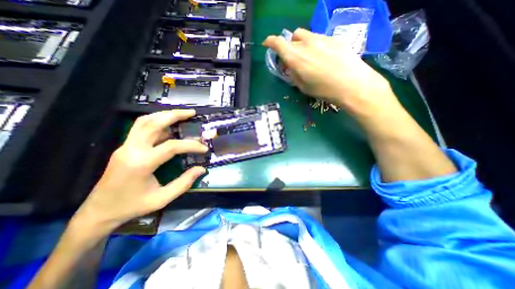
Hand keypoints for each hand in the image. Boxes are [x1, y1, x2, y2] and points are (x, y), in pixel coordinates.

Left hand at [75, 109, 206, 233]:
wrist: (98, 212)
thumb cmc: (132, 206)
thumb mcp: (162, 199)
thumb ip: (184, 183)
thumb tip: (201, 169)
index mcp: (142, 163)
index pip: (172, 146)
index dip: (191, 145)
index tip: (204, 149)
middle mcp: (131, 149)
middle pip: (153, 123)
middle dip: (175, 115)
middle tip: (191, 113)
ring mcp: (125, 146)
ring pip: (144, 121)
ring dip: (164, 115)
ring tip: (181, 114)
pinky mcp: (125, 147)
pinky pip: (140, 128)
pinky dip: (156, 122)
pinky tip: (168, 125)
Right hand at [263, 27, 399, 118]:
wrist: (352, 84)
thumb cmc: (324, 90)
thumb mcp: (303, 87)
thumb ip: (294, 74)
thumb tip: (290, 67)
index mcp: (296, 57)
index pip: (278, 43)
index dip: (270, 42)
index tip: (268, 44)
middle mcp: (306, 43)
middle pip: (292, 38)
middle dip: (289, 47)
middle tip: (293, 59)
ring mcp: (321, 38)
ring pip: (305, 35)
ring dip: (301, 44)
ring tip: (308, 57)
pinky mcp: (333, 38)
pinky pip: (318, 38)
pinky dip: (314, 45)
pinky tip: (322, 56)